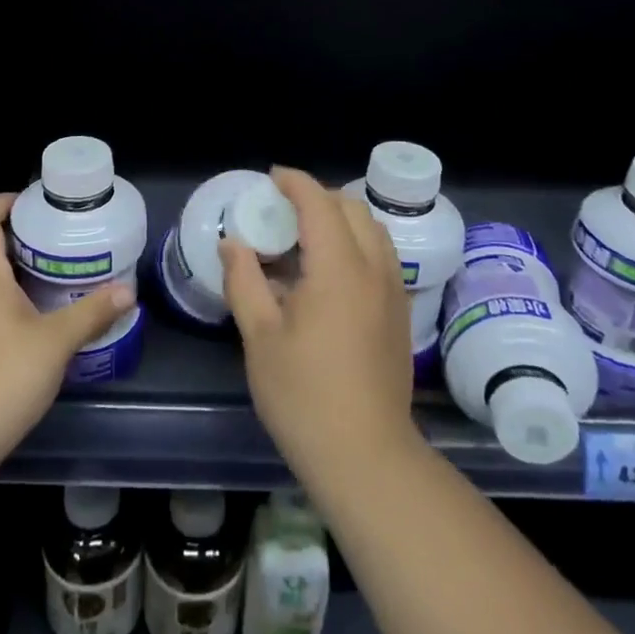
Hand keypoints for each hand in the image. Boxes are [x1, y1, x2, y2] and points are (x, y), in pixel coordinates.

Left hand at [0, 193, 133, 475]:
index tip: (37, 204)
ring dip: (12, 275)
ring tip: (53, 283)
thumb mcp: (56, 342)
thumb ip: (92, 313)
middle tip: (61, 245)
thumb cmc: (1, 377)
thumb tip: (129, 292)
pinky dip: (1, 304)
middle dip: (21, 240)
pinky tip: (29, 327)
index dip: (5, 201)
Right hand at [221, 167, 419, 494]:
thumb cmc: (304, 396)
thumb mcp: (260, 336)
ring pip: (373, 232)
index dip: (295, 182)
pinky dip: (355, 245)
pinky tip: (328, 274)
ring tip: (305, 238)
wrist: (367, 457)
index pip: (319, 203)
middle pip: (352, 209)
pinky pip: (380, 257)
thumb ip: (244, 281)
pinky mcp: (400, 315)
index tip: (271, 177)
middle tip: (283, 209)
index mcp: (339, 269)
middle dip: (318, 197)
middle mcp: (374, 270)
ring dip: (341, 220)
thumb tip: (234, 243)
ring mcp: (394, 292)